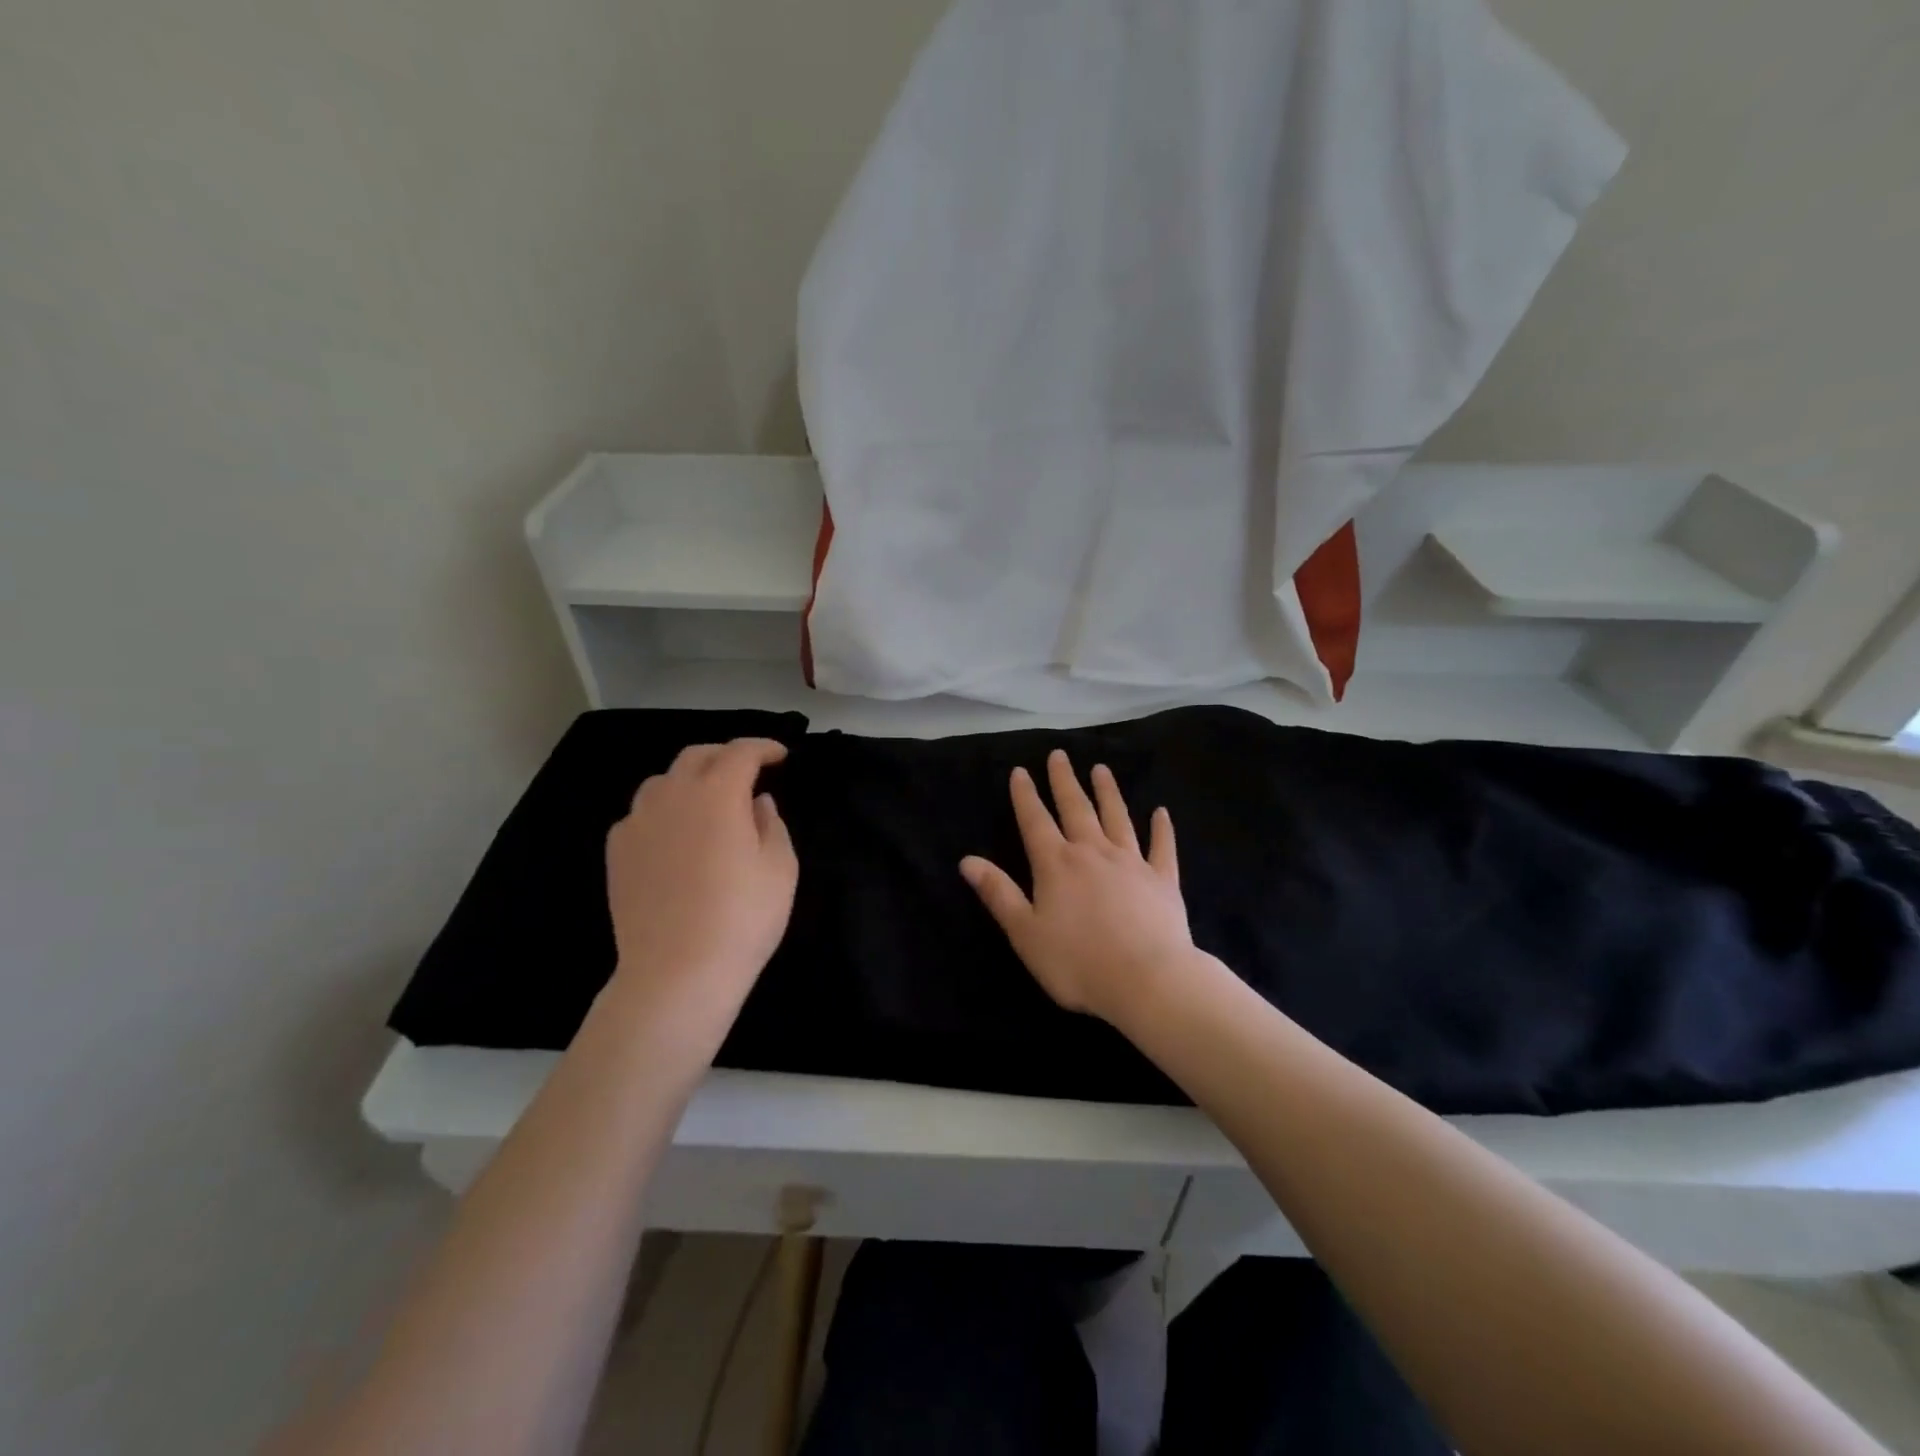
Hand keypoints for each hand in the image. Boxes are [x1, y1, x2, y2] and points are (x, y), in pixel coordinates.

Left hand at [604, 739, 796, 1025]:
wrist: (676, 973)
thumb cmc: (742, 918)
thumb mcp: (780, 868)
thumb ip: (772, 823)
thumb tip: (757, 802)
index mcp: (717, 793)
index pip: (740, 752)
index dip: (763, 747)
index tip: (781, 756)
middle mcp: (672, 795)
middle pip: (696, 756)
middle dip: (725, 755)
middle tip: (747, 771)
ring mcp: (637, 822)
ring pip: (662, 782)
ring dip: (690, 779)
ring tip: (708, 800)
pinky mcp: (617, 852)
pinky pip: (641, 814)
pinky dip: (664, 811)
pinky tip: (676, 835)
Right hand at [961, 749, 1199, 1025]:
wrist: (1147, 980)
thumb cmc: (1077, 962)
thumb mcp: (1025, 932)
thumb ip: (998, 893)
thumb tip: (967, 860)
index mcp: (1056, 864)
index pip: (1035, 821)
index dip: (1025, 795)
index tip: (1020, 770)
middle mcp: (1092, 852)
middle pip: (1076, 808)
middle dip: (1064, 781)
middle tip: (1060, 755)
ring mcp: (1131, 863)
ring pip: (1117, 818)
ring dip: (1108, 792)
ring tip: (1102, 769)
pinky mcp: (1163, 880)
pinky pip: (1162, 847)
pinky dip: (1162, 829)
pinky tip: (1161, 813)